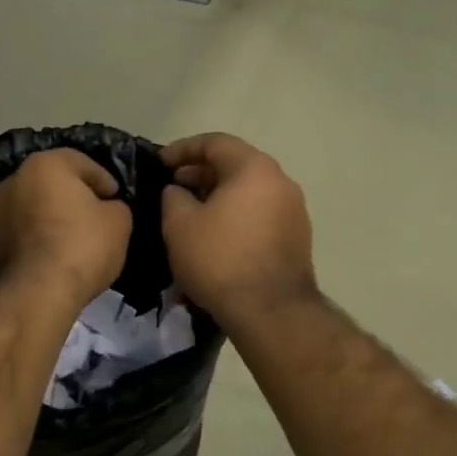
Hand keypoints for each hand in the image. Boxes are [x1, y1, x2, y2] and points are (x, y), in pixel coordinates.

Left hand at [0, 149, 132, 307]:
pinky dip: (38, 240)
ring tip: (76, 243)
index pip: (83, 163)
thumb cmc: (81, 246)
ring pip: (35, 209)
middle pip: (54, 184)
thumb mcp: (119, 222)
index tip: (116, 200)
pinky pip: (23, 234)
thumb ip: (116, 207)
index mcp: (45, 164)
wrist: (33, 294)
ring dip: (54, 219)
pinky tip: (55, 259)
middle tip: (97, 219)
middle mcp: (14, 180)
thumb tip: (106, 209)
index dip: (105, 182)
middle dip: (75, 198)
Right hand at [159, 133, 314, 325]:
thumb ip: (173, 197)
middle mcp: (281, 182)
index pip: (215, 143)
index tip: (159, 163)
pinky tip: (215, 237)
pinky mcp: (297, 238)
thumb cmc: (220, 259)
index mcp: (254, 169)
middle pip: (236, 165)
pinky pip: (259, 214)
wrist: (270, 312)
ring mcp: (294, 211)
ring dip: (218, 196)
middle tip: (173, 188)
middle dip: (200, 173)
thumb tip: (178, 191)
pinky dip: (235, 216)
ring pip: (249, 191)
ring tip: (191, 214)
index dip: (182, 149)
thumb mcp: (179, 224)